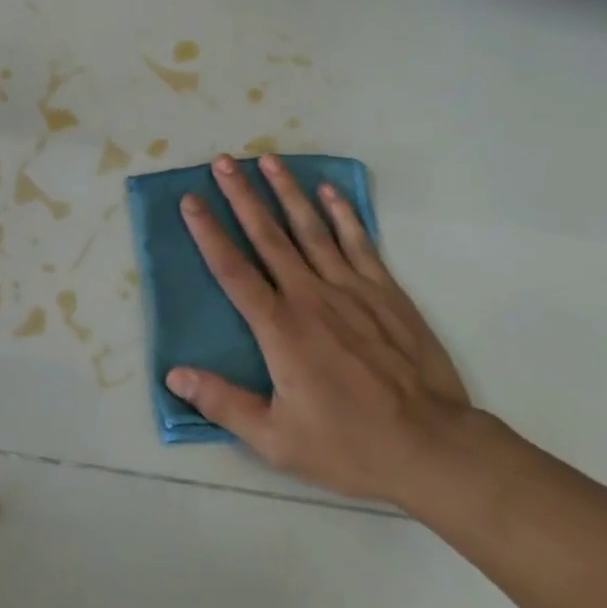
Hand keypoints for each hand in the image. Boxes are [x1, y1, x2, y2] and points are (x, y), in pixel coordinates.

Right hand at [165, 154, 474, 507]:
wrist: (433, 448)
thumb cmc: (349, 445)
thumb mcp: (276, 440)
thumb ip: (223, 403)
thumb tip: (173, 376)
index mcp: (279, 328)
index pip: (233, 270)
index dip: (208, 233)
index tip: (190, 200)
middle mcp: (310, 297)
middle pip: (268, 236)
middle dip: (242, 196)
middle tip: (222, 162)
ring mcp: (352, 290)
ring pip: (311, 229)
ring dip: (287, 192)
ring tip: (267, 160)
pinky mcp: (386, 293)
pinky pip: (360, 243)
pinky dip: (343, 214)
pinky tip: (329, 191)